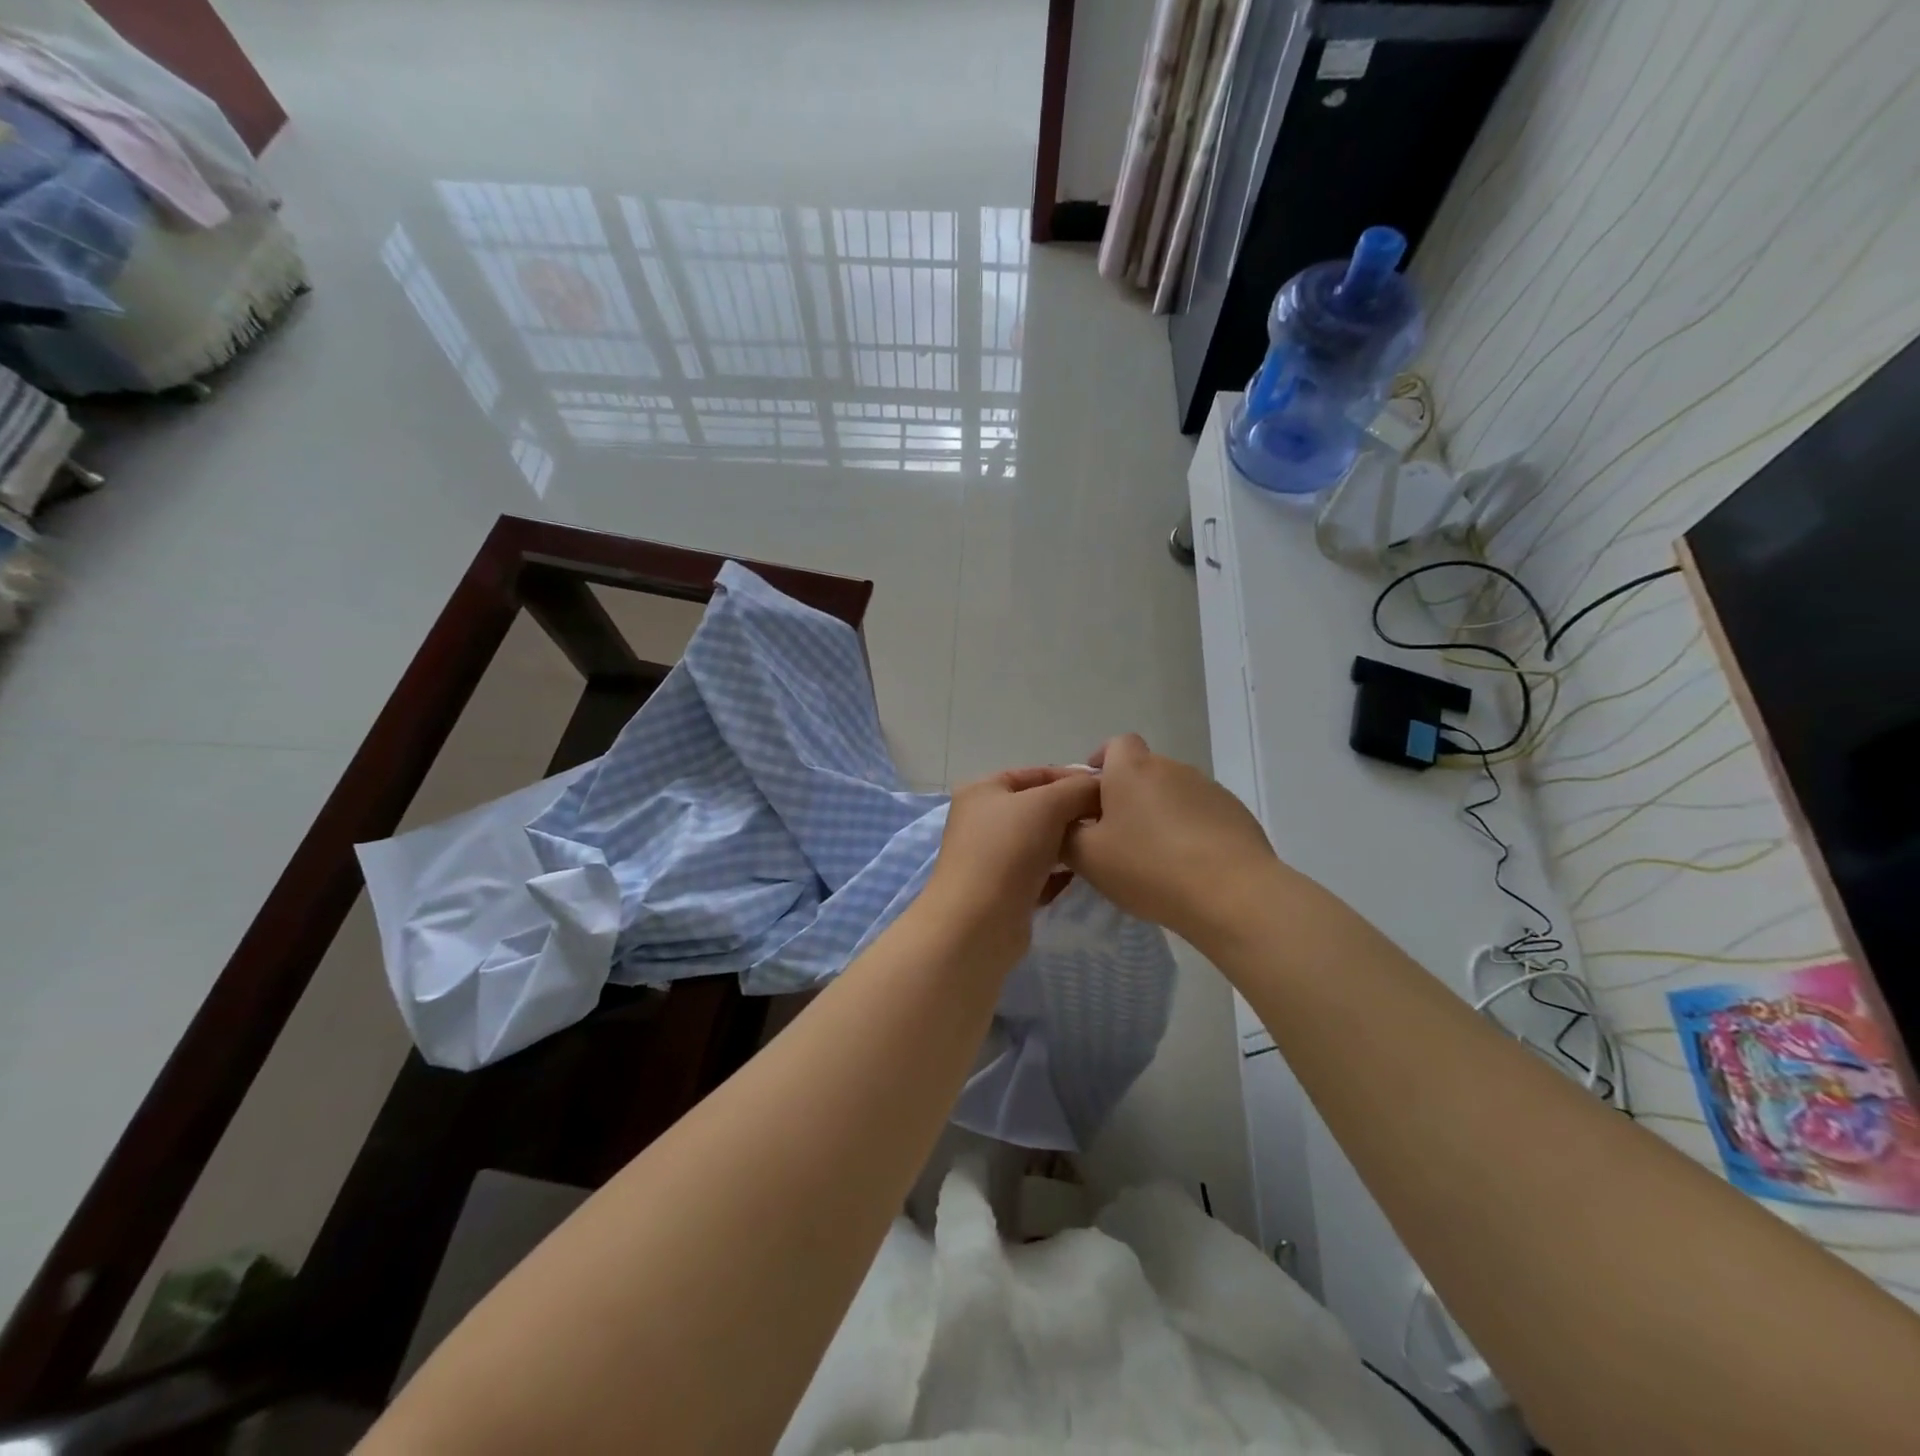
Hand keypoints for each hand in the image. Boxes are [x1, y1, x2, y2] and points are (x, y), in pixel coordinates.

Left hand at [923, 767, 1101, 959]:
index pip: (1036, 773)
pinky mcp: (1004, 890)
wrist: (977, 924)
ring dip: (1070, 842)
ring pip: (1041, 841)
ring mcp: (992, 857)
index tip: (1109, 789)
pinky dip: (1061, 872)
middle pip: (1039, 807)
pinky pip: (1040, 872)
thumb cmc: (1007, 851)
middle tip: (1110, 820)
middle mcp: (983, 820)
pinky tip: (1085, 873)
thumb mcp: (1047, 805)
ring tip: (1101, 845)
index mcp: (982, 791)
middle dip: (1074, 811)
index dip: (1073, 777)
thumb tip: (1101, 787)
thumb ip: (1078, 789)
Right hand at [1062, 734, 1280, 949]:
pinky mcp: (1237, 814)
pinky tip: (1188, 867)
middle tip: (1116, 837)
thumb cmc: (1149, 867)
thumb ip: (1066, 834)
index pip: (1114, 744)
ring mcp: (1209, 789)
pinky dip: (1190, 831)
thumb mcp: (1087, 857)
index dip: (1101, 764)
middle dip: (1128, 797)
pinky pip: (1201, 814)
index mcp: (1132, 769)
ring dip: (1160, 815)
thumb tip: (1067, 824)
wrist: (1233, 893)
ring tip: (1154, 858)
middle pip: (1143, 771)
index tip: (1092, 796)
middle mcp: (1171, 767)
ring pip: (1173, 794)